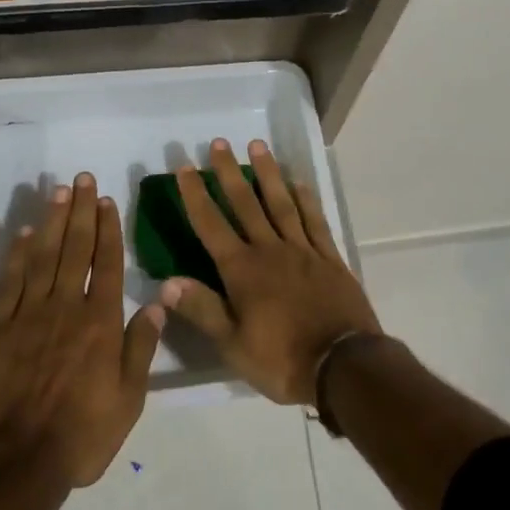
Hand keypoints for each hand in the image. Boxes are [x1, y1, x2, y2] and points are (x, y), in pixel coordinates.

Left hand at [0, 172, 164, 487]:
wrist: (16, 464)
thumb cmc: (81, 436)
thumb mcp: (129, 400)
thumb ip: (142, 347)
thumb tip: (159, 302)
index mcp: (100, 322)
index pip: (107, 263)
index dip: (108, 229)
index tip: (106, 200)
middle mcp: (66, 307)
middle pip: (76, 248)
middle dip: (81, 211)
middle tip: (82, 179)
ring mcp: (29, 315)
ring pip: (43, 256)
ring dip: (52, 221)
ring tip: (59, 192)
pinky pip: (9, 283)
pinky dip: (16, 256)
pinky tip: (22, 234)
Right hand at [160, 139, 380, 405]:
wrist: (343, 366)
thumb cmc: (282, 360)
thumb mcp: (233, 344)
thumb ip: (202, 309)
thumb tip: (165, 282)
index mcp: (243, 270)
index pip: (211, 225)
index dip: (196, 195)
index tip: (185, 166)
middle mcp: (270, 250)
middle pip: (245, 204)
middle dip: (229, 172)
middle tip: (219, 142)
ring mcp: (302, 250)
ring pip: (281, 203)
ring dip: (268, 173)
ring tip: (258, 145)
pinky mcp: (329, 257)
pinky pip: (315, 220)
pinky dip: (306, 199)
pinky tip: (299, 182)